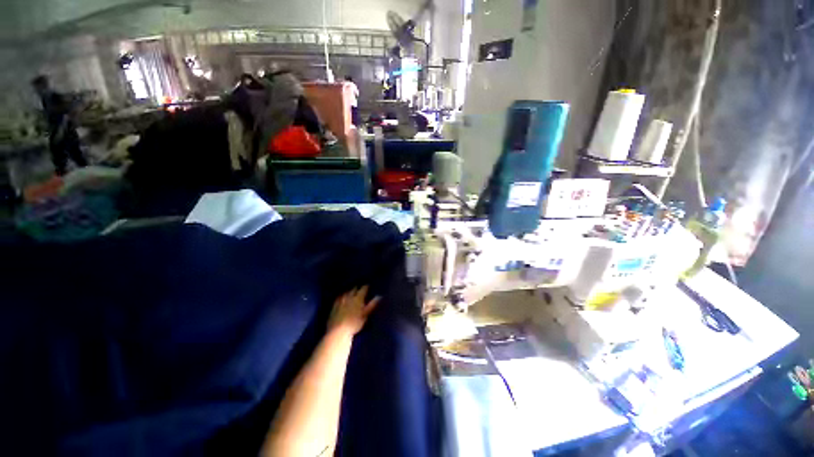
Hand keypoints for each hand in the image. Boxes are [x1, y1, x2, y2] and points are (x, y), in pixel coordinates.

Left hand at [328, 286, 379, 335]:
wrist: (338, 331)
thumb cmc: (355, 323)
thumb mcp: (366, 314)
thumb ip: (372, 304)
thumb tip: (379, 296)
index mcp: (358, 298)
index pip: (363, 289)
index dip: (366, 287)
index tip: (368, 286)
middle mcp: (349, 297)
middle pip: (354, 289)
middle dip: (358, 288)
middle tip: (360, 288)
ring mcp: (341, 301)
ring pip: (346, 292)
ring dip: (350, 291)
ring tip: (352, 291)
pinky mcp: (334, 306)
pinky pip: (338, 298)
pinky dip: (342, 296)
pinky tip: (342, 297)